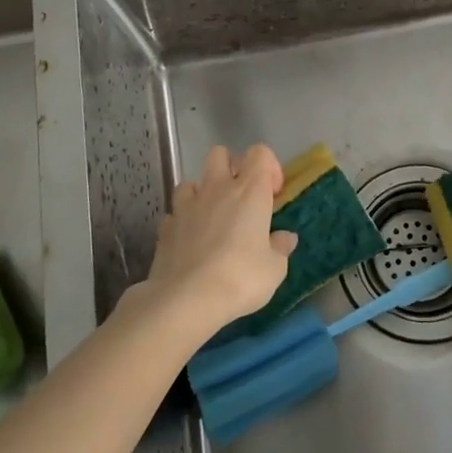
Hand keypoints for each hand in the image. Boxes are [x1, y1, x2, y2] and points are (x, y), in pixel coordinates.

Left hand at [141, 144, 293, 338]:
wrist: (186, 299)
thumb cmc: (240, 278)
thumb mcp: (274, 269)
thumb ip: (280, 248)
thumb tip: (285, 238)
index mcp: (249, 191)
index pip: (260, 153)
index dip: (269, 166)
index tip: (273, 193)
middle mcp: (217, 189)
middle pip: (220, 154)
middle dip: (231, 167)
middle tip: (241, 197)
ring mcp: (187, 205)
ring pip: (192, 181)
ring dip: (202, 194)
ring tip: (212, 219)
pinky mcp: (166, 226)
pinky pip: (175, 212)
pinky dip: (184, 221)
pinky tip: (190, 242)